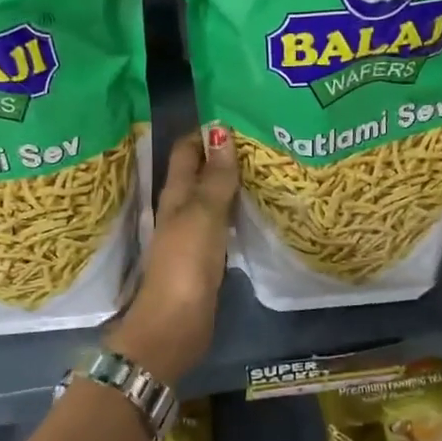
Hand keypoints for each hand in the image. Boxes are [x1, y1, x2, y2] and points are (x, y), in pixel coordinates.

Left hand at [104, 126, 238, 382]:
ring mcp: (192, 233)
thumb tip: (221, 131)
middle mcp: (181, 208)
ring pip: (212, 197)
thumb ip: (215, 176)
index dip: (207, 132)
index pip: (186, 149)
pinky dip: (237, 210)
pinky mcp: (206, 256)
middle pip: (200, 172)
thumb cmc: (186, 263)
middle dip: (224, 154)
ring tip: (266, 166)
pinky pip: (222, 222)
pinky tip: (257, 207)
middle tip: (262, 139)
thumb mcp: (203, 213)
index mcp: (175, 193)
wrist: (176, 324)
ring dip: (232, 182)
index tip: (239, 116)